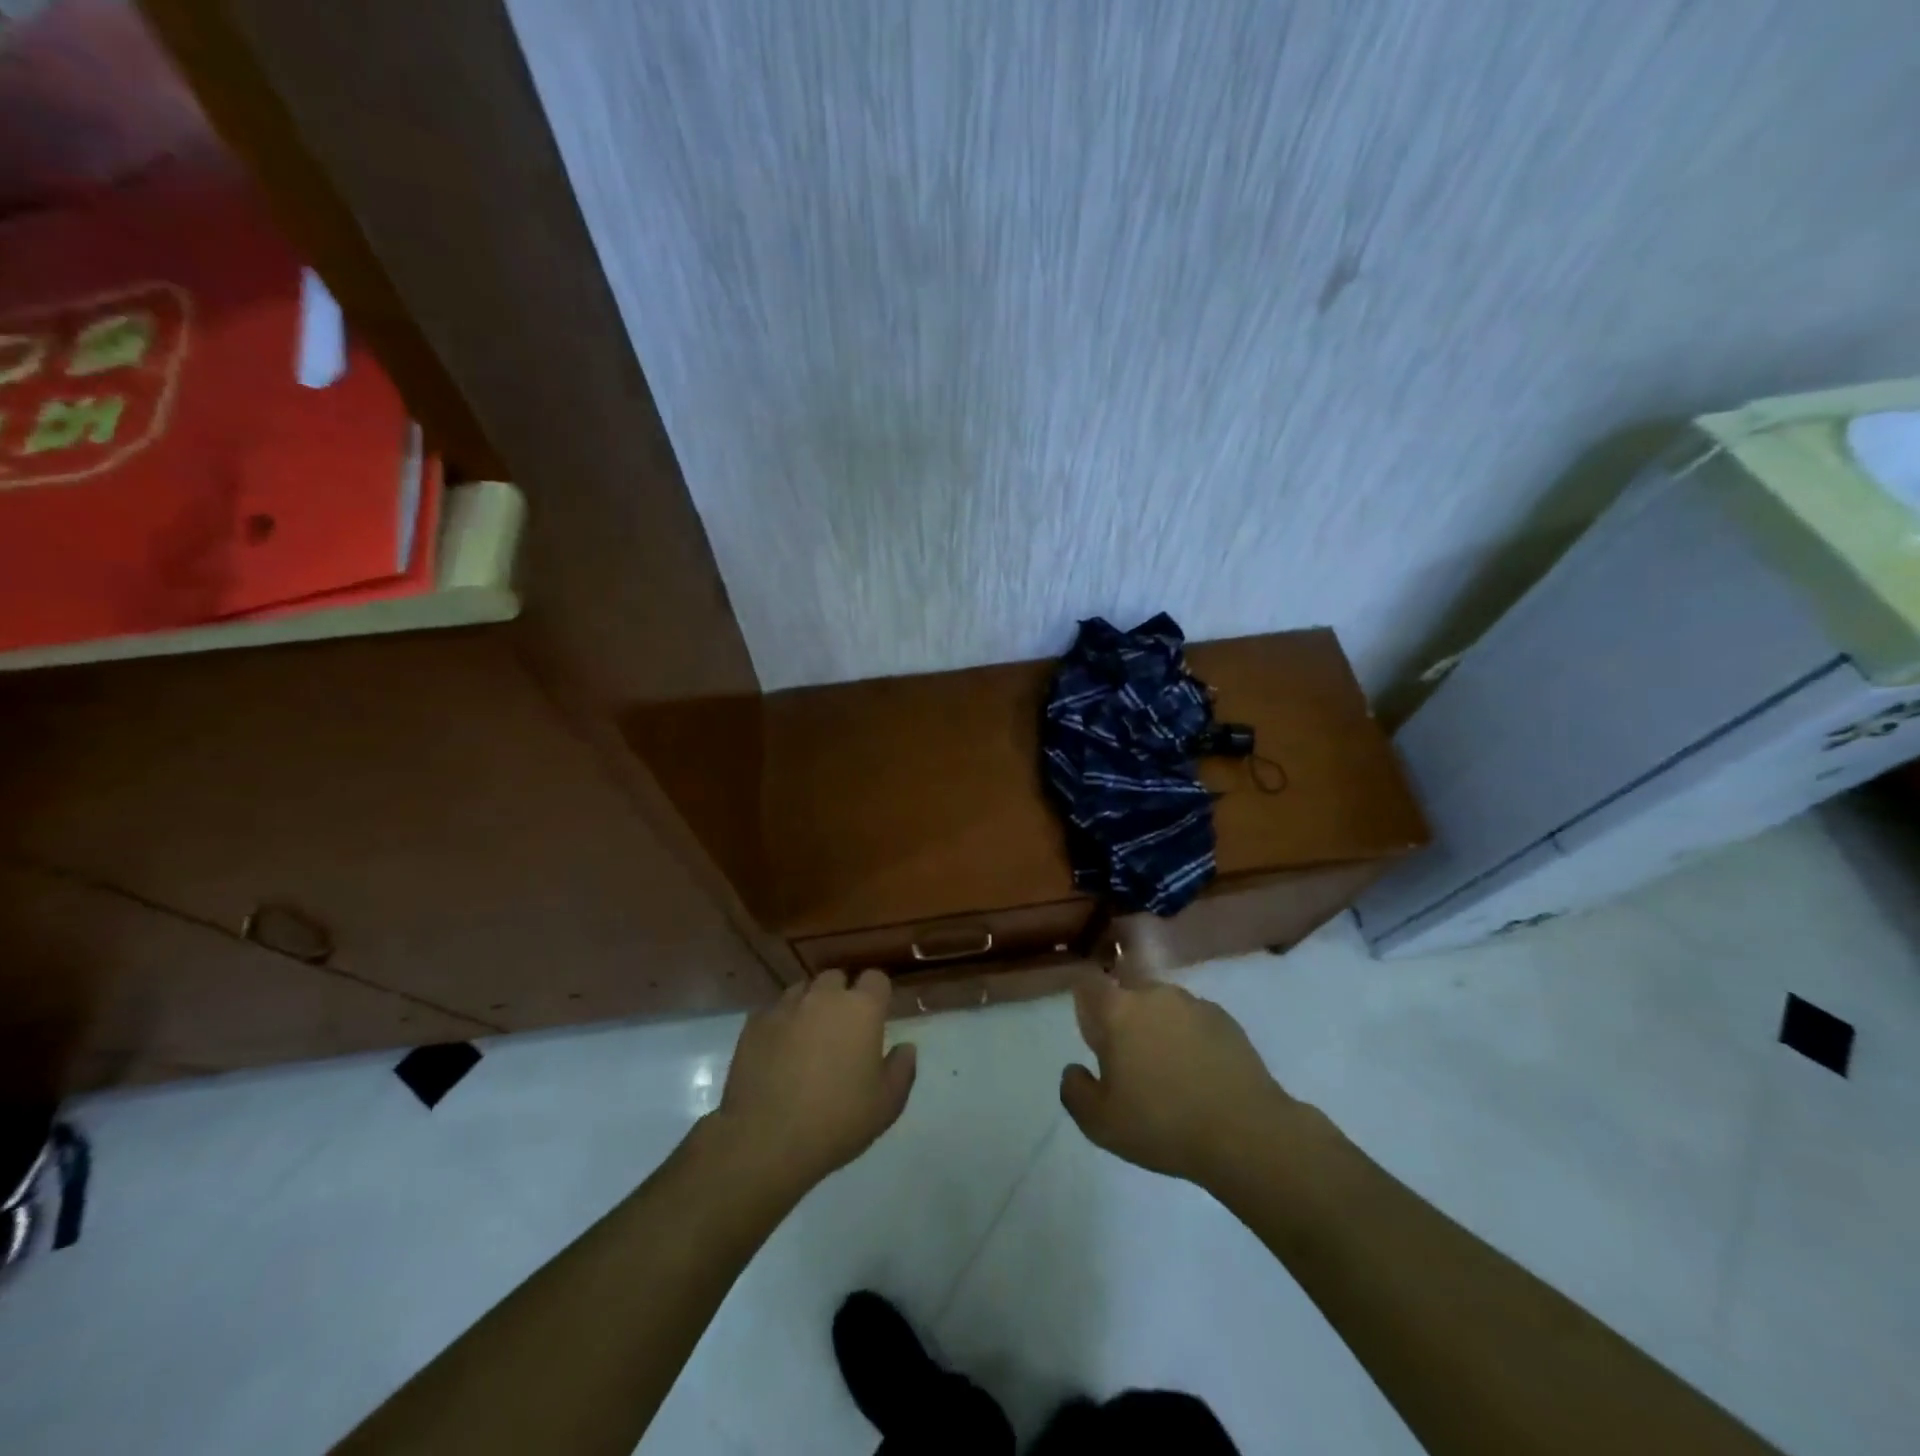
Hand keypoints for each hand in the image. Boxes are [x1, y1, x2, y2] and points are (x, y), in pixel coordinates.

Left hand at [714, 969, 916, 1193]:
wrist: (766, 1140)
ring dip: (809, 1006)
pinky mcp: (754, 1024)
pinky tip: (778, 1052)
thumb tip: (906, 1047)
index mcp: (861, 1009)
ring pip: (802, 991)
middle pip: (836, 979)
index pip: (875, 979)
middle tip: (841, 1030)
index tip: (876, 1018)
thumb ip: (902, 1069)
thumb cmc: (837, 1121)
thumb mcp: (887, 1105)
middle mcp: (823, 997)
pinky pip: (773, 1012)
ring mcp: (785, 1007)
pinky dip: (780, 1024)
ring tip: (807, 1038)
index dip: (877, 995)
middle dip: (841, 996)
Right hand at [1060, 973, 1294, 1187]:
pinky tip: (1199, 1074)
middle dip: (1124, 1018)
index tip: (1093, 1033)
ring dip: (1158, 1027)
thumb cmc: (1162, 1124)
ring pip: (1162, 1006)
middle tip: (1130, 1062)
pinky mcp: (1225, 1019)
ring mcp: (1193, 1003)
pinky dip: (1189, 1037)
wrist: (1245, 1133)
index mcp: (1118, 1011)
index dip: (1086, 1004)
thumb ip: (1075, 1091)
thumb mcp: (1100, 1123)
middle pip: (1127, 992)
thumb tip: (1074, 1070)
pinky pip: (1194, 1020)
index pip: (1088, 984)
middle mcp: (1153, 994)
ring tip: (1169, 1071)